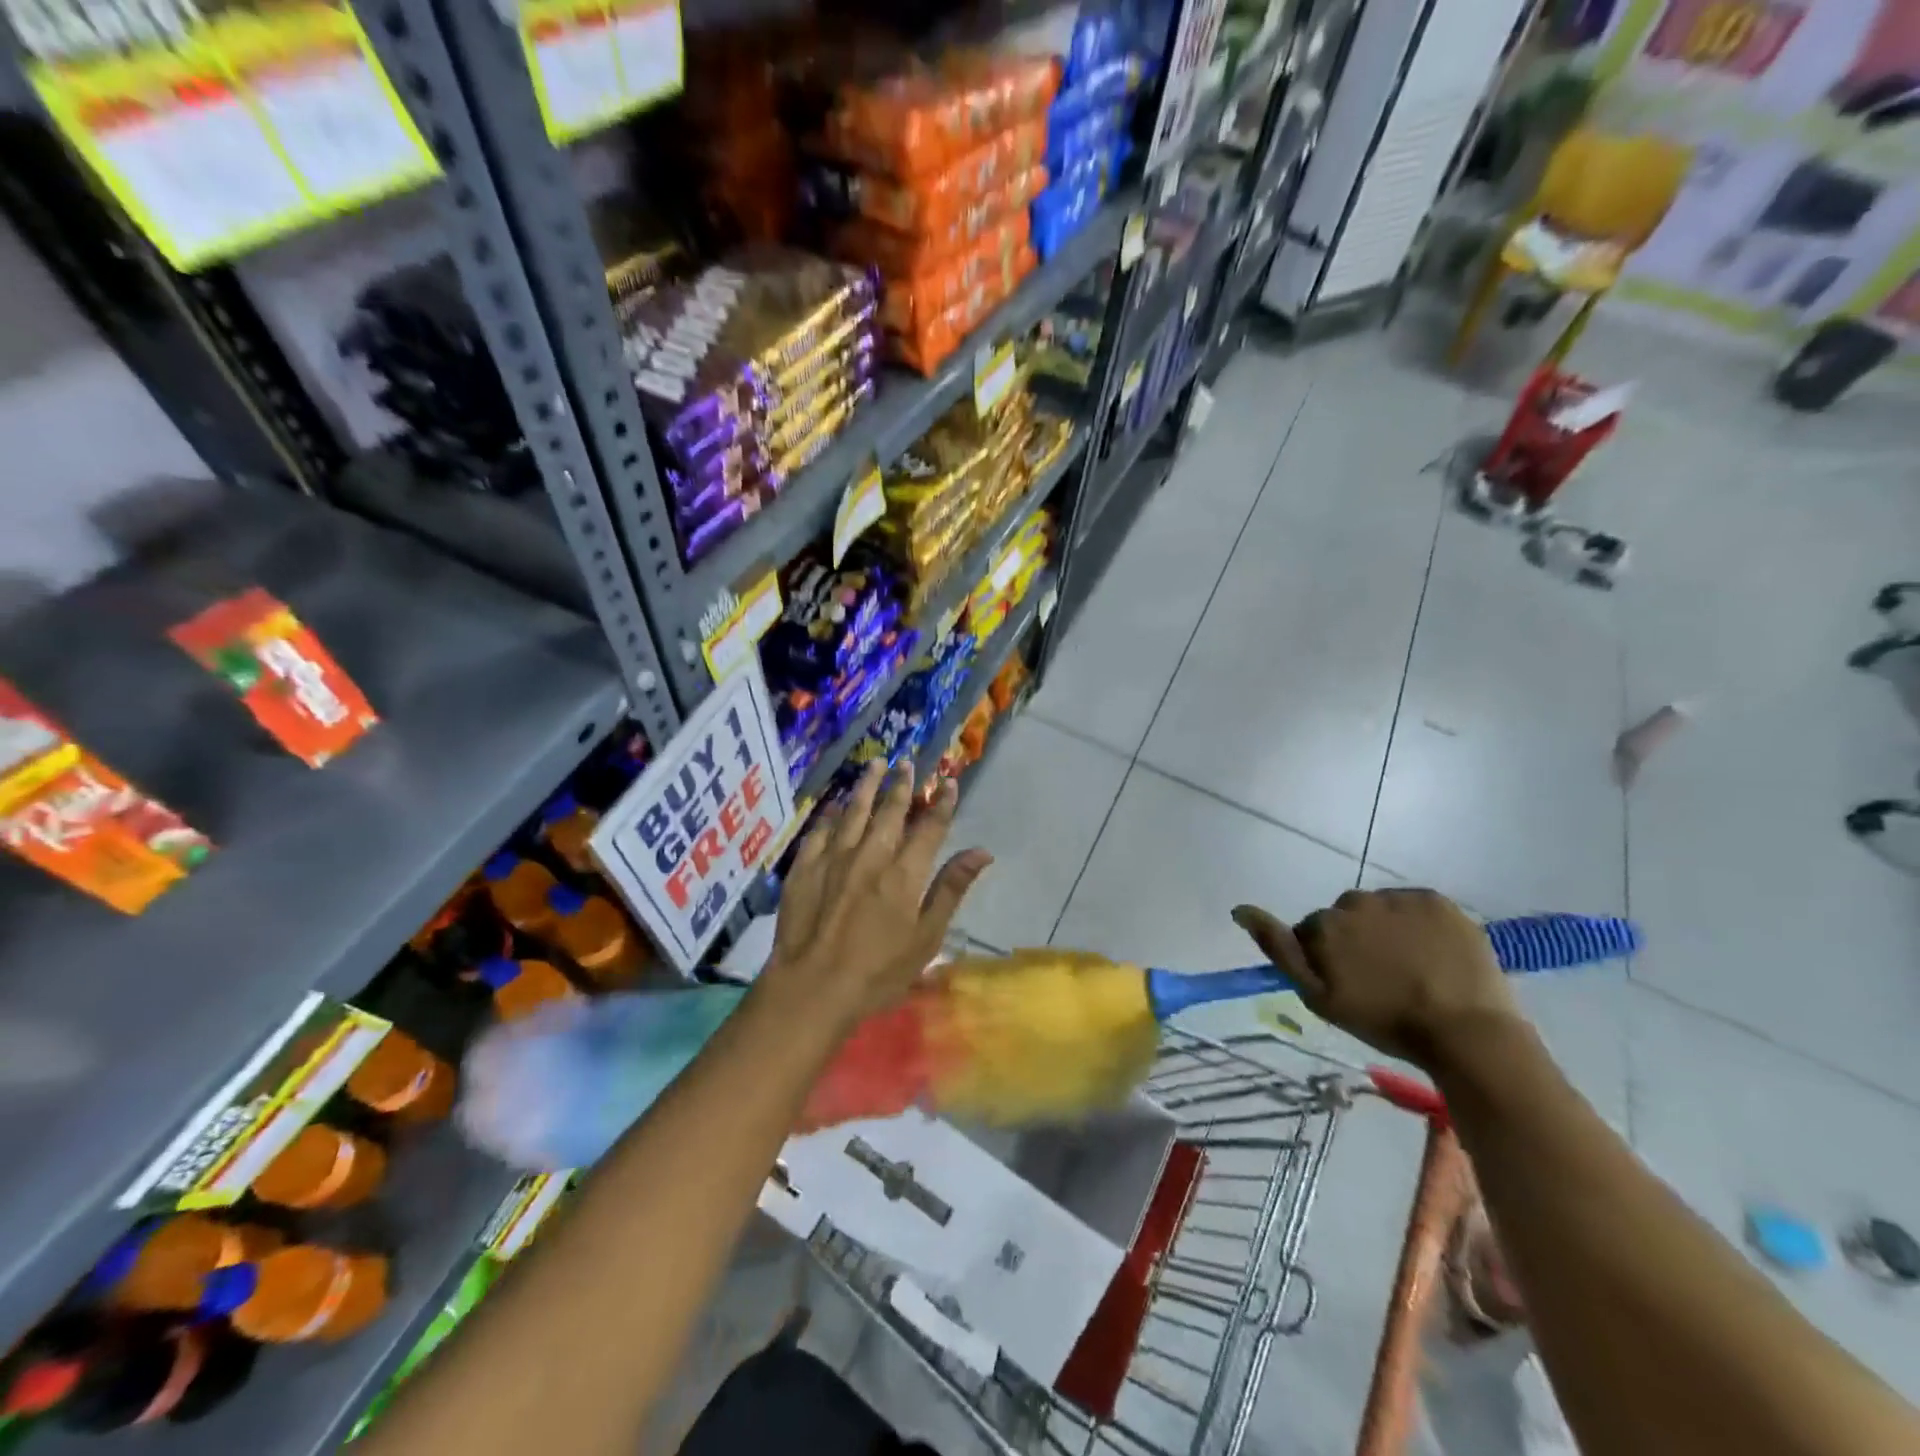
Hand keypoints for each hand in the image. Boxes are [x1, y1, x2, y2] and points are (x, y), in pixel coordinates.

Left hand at [764, 761, 991, 1034]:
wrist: (812, 987)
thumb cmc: (878, 971)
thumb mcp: (926, 938)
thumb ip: (951, 889)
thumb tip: (981, 852)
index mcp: (904, 872)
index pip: (929, 828)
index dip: (942, 803)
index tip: (949, 782)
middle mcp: (870, 854)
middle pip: (889, 811)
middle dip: (901, 785)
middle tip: (907, 764)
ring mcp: (833, 858)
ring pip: (853, 811)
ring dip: (866, 786)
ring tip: (874, 764)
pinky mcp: (804, 868)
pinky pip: (819, 831)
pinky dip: (830, 815)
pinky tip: (834, 805)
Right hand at [1231, 889, 1518, 1069]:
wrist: (1466, 1032)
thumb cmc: (1384, 1021)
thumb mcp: (1318, 996)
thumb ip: (1278, 949)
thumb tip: (1240, 910)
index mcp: (1324, 924)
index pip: (1312, 932)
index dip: (1327, 959)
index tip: (1349, 985)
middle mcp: (1355, 901)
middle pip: (1346, 916)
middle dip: (1356, 939)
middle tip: (1381, 978)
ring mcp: (1399, 898)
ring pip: (1380, 910)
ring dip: (1387, 930)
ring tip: (1411, 968)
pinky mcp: (1437, 901)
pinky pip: (1415, 906)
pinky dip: (1418, 924)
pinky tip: (1432, 954)